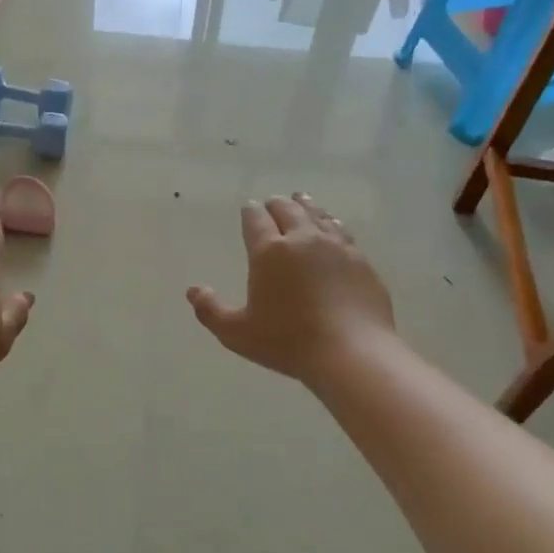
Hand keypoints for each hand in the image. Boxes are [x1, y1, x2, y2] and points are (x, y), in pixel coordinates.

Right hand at [188, 194, 394, 384]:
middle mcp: (303, 239)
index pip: (256, 220)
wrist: (353, 352)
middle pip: (288, 209)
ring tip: (301, 200)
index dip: (250, 212)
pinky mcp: (360, 261)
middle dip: (276, 204)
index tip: (248, 208)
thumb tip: (193, 291)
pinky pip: (342, 232)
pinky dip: (331, 224)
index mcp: (269, 251)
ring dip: (306, 206)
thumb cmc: (288, 341)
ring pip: (318, 215)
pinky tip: (333, 227)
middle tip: (271, 203)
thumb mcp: (237, 333)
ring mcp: (336, 247)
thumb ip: (210, 311)